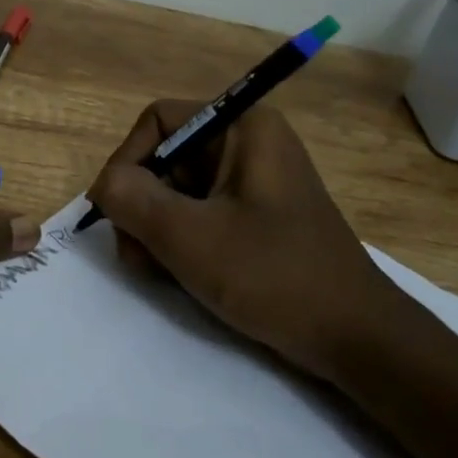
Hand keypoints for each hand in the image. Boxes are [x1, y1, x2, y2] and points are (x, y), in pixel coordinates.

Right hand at [86, 101, 408, 380]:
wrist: (354, 337)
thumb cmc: (274, 276)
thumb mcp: (190, 237)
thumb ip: (132, 200)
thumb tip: (103, 185)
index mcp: (243, 128)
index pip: (158, 120)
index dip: (128, 160)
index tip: (116, 211)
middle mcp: (247, 145)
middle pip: (163, 158)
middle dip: (141, 207)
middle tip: (138, 255)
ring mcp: (250, 184)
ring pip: (174, 192)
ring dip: (154, 231)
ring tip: (160, 271)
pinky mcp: (252, 218)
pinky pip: (197, 216)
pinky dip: (179, 243)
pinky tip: (180, 276)